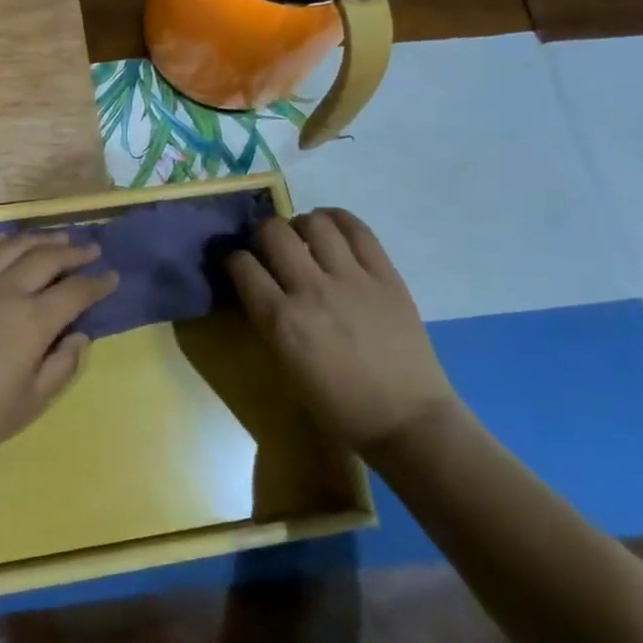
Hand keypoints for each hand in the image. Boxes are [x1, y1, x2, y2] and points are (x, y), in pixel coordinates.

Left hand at [0, 232, 118, 489]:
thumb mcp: (33, 401)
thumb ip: (63, 365)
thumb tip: (80, 335)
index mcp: (33, 320)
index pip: (75, 292)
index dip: (98, 283)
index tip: (111, 277)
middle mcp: (5, 290)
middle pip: (47, 259)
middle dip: (74, 253)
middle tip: (90, 250)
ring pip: (12, 247)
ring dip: (39, 240)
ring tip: (57, 239)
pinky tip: (7, 241)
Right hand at [226, 208, 456, 454]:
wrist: (408, 422)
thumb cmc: (339, 408)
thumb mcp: (287, 368)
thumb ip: (270, 323)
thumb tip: (260, 292)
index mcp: (281, 321)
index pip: (241, 266)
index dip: (234, 260)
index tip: (238, 266)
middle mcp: (311, 290)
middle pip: (273, 233)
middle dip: (263, 234)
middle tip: (269, 248)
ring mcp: (352, 279)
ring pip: (314, 223)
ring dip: (300, 225)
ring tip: (304, 238)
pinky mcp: (386, 276)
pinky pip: (358, 230)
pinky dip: (339, 220)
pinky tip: (332, 229)